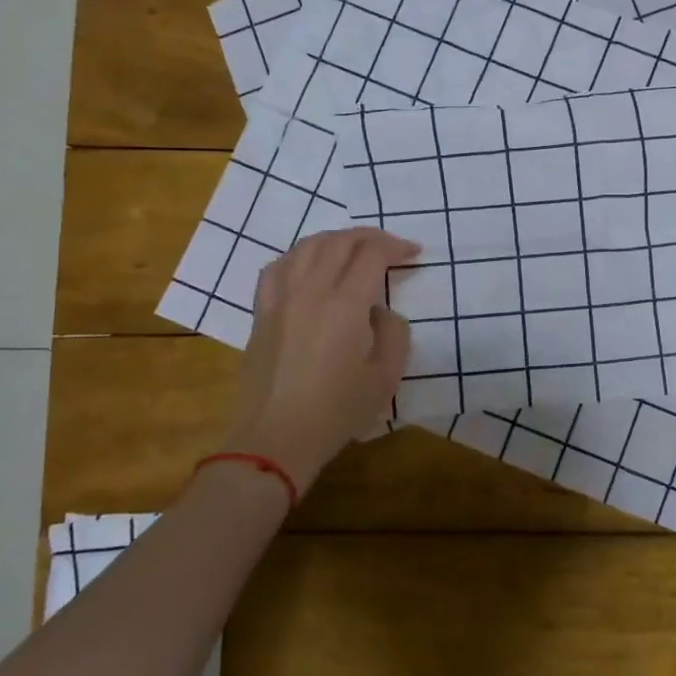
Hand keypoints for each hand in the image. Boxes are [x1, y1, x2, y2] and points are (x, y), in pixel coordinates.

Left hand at [225, 228, 417, 493]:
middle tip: (389, 247)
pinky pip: (278, 267)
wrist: (275, 438)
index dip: (396, 247)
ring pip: (307, 247)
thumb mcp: (385, 377)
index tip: (413, 254)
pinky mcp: (261, 313)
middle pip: (339, 242)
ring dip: (335, 240)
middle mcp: (310, 290)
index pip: (372, 254)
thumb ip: (394, 334)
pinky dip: (299, 256)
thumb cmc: (336, 412)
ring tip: (352, 250)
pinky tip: (307, 266)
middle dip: (369, 237)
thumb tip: (380, 313)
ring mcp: (280, 298)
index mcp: (345, 304)